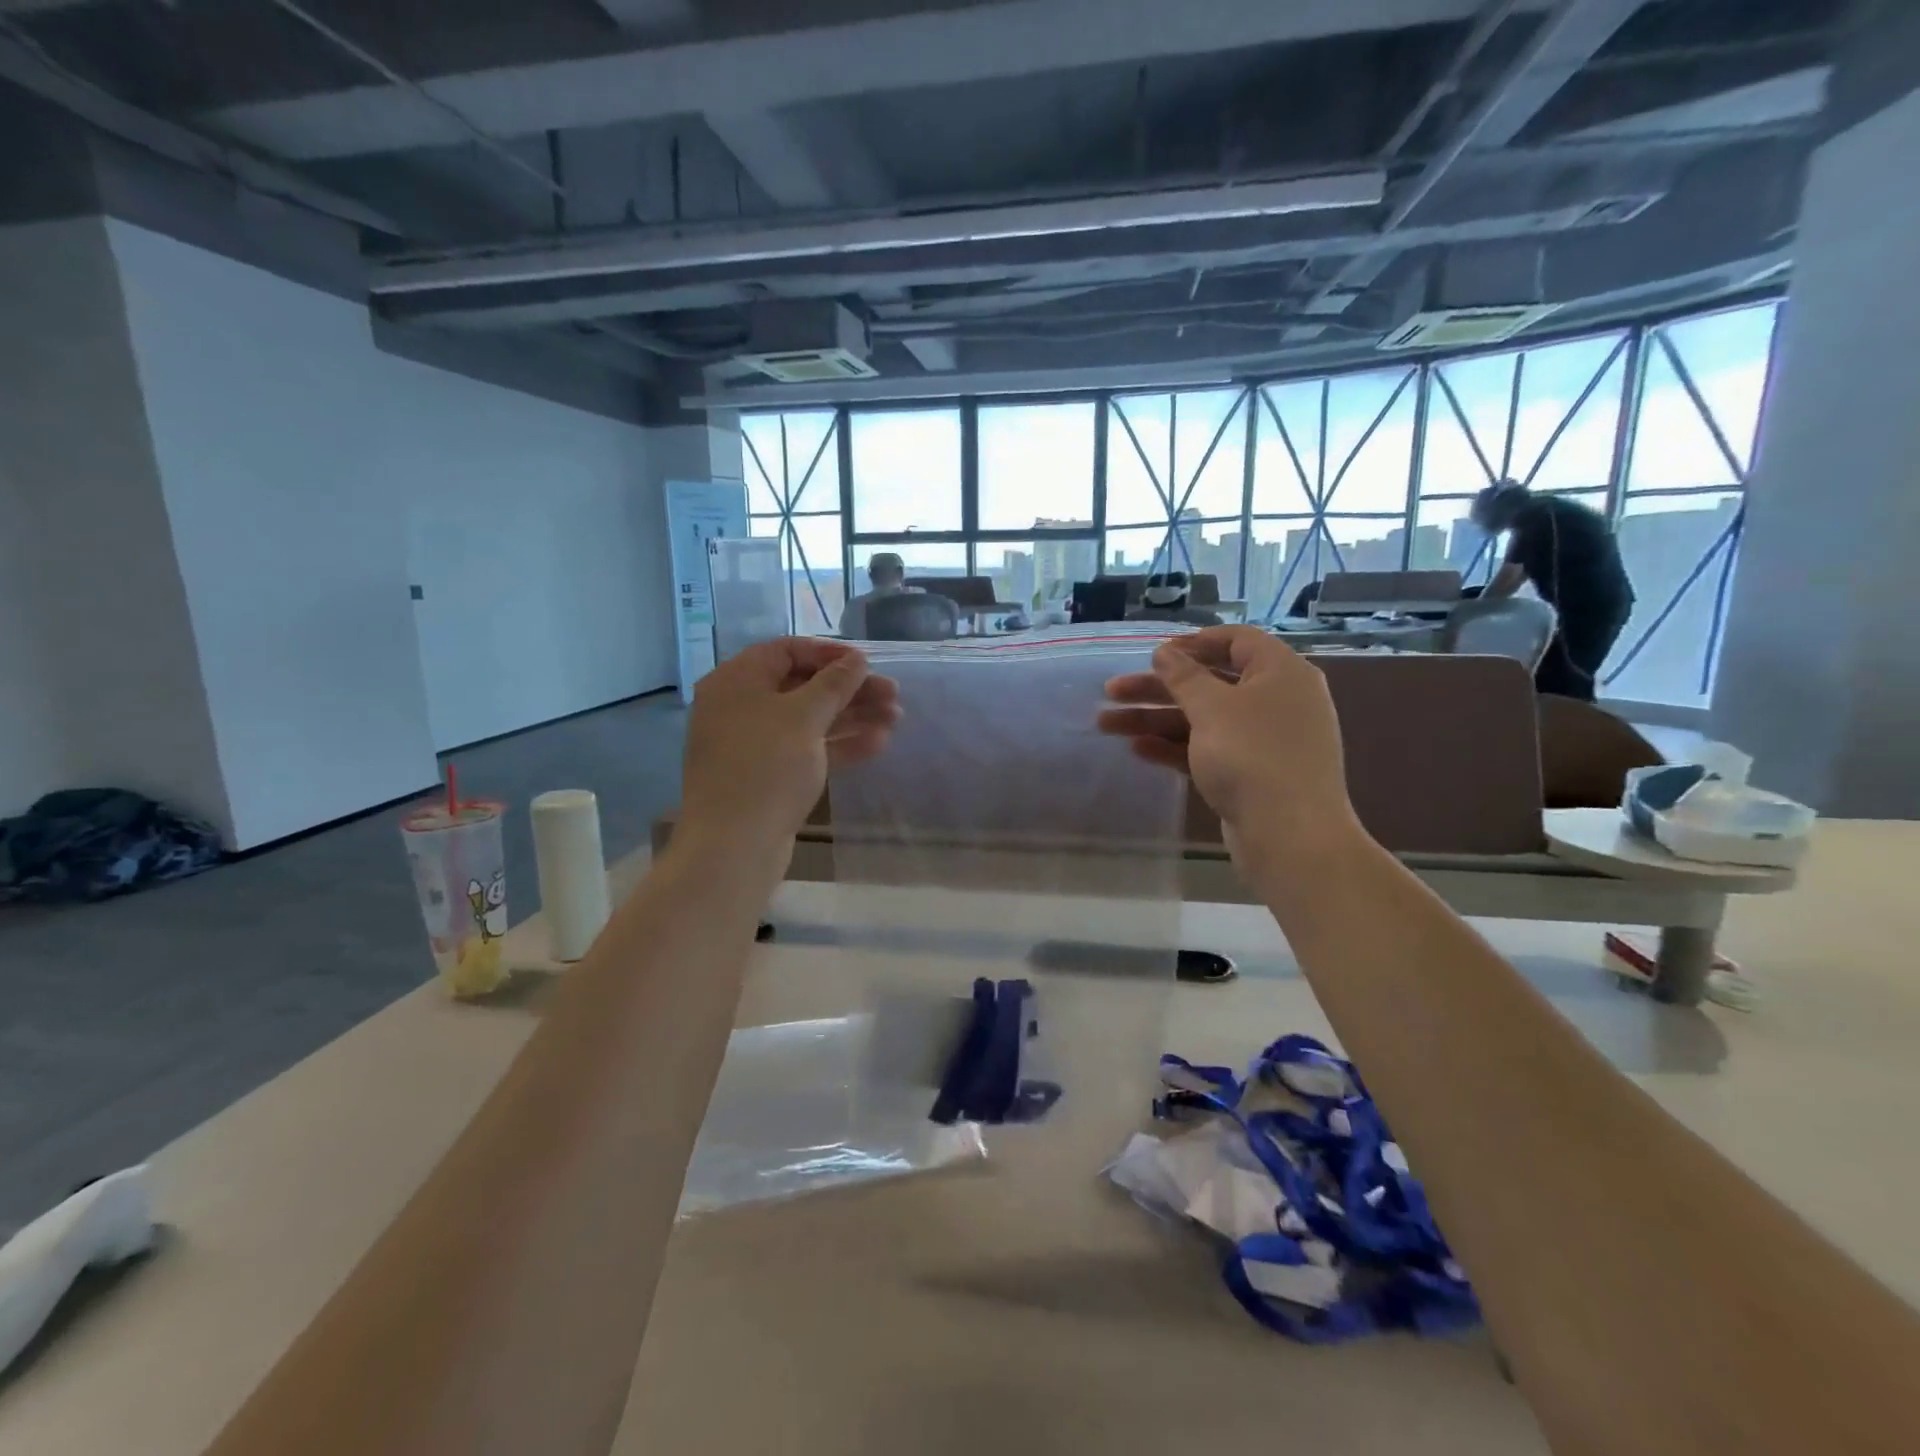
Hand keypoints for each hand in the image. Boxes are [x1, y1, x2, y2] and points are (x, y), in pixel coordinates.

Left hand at [681, 638, 900, 854]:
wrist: (734, 846)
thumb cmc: (766, 767)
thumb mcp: (805, 716)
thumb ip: (834, 683)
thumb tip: (856, 659)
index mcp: (737, 681)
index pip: (786, 650)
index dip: (829, 653)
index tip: (867, 662)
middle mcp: (741, 707)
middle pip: (802, 686)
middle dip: (849, 689)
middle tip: (893, 694)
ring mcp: (754, 744)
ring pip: (809, 720)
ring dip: (852, 716)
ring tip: (896, 718)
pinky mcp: (769, 776)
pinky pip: (807, 749)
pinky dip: (839, 744)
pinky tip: (877, 743)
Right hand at [1099, 626, 1359, 861]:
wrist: (1290, 836)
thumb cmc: (1252, 756)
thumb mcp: (1212, 708)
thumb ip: (1183, 676)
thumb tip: (1165, 652)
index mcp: (1280, 672)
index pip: (1237, 641)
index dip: (1193, 643)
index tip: (1154, 653)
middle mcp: (1276, 701)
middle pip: (1209, 683)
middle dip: (1157, 688)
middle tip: (1112, 691)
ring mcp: (1264, 740)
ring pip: (1202, 719)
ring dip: (1156, 719)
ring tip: (1106, 724)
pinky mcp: (1251, 774)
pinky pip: (1208, 749)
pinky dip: (1175, 747)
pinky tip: (1138, 750)